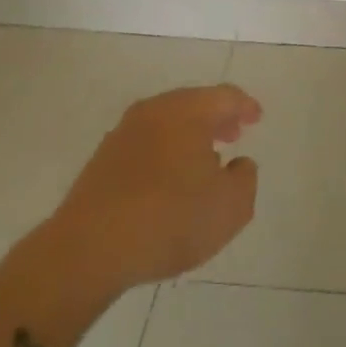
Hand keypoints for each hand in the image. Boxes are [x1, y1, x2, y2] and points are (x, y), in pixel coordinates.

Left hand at [37, 84, 260, 302]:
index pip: (224, 96)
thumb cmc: (170, 219)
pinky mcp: (101, 161)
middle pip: (192, 104)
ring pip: (166, 123)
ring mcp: (122, 134)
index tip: (257, 119)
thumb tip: (238, 164)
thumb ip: (245, 179)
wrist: (88, 250)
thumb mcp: (231, 206)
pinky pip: (145, 144)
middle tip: (233, 134)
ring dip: (188, 136)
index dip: (245, 106)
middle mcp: (154, 111)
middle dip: (216, 118)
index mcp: (187, 111)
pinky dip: (165, 152)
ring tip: (204, 160)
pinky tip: (169, 181)